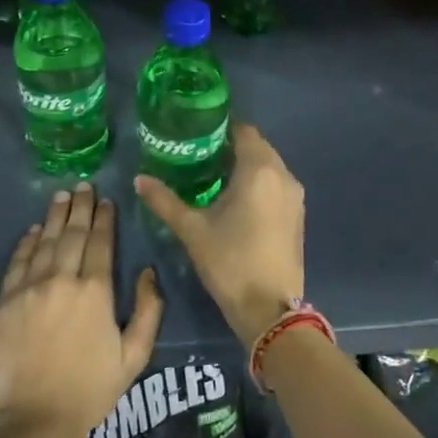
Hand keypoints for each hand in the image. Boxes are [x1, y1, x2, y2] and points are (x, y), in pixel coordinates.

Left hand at [0, 182, 163, 437]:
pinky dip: (26, 242)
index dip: (104, 219)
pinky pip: (18, 262)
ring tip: (61, 196)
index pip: (101, 243)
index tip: (106, 201)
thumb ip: (148, 311)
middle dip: (80, 208)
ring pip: (44, 241)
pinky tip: (33, 230)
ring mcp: (31, 288)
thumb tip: (148, 273)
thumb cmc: (91, 390)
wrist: (36, 418)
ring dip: (54, 216)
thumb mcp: (134, 356)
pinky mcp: (6, 301)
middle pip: (72, 234)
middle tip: (83, 186)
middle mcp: (63, 280)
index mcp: (96, 292)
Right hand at [134, 124, 304, 347]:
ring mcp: (295, 198)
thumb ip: (164, 200)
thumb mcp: (192, 230)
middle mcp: (284, 176)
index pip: (244, 131)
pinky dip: (258, 185)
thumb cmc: (230, 262)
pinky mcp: (298, 217)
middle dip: (231, 147)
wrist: (270, 309)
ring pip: (269, 168)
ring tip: (212, 177)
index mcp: (260, 170)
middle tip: (198, 155)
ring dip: (245, 167)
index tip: (196, 134)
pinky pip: (276, 187)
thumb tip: (139, 179)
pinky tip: (235, 201)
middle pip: (258, 147)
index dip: (221, 128)